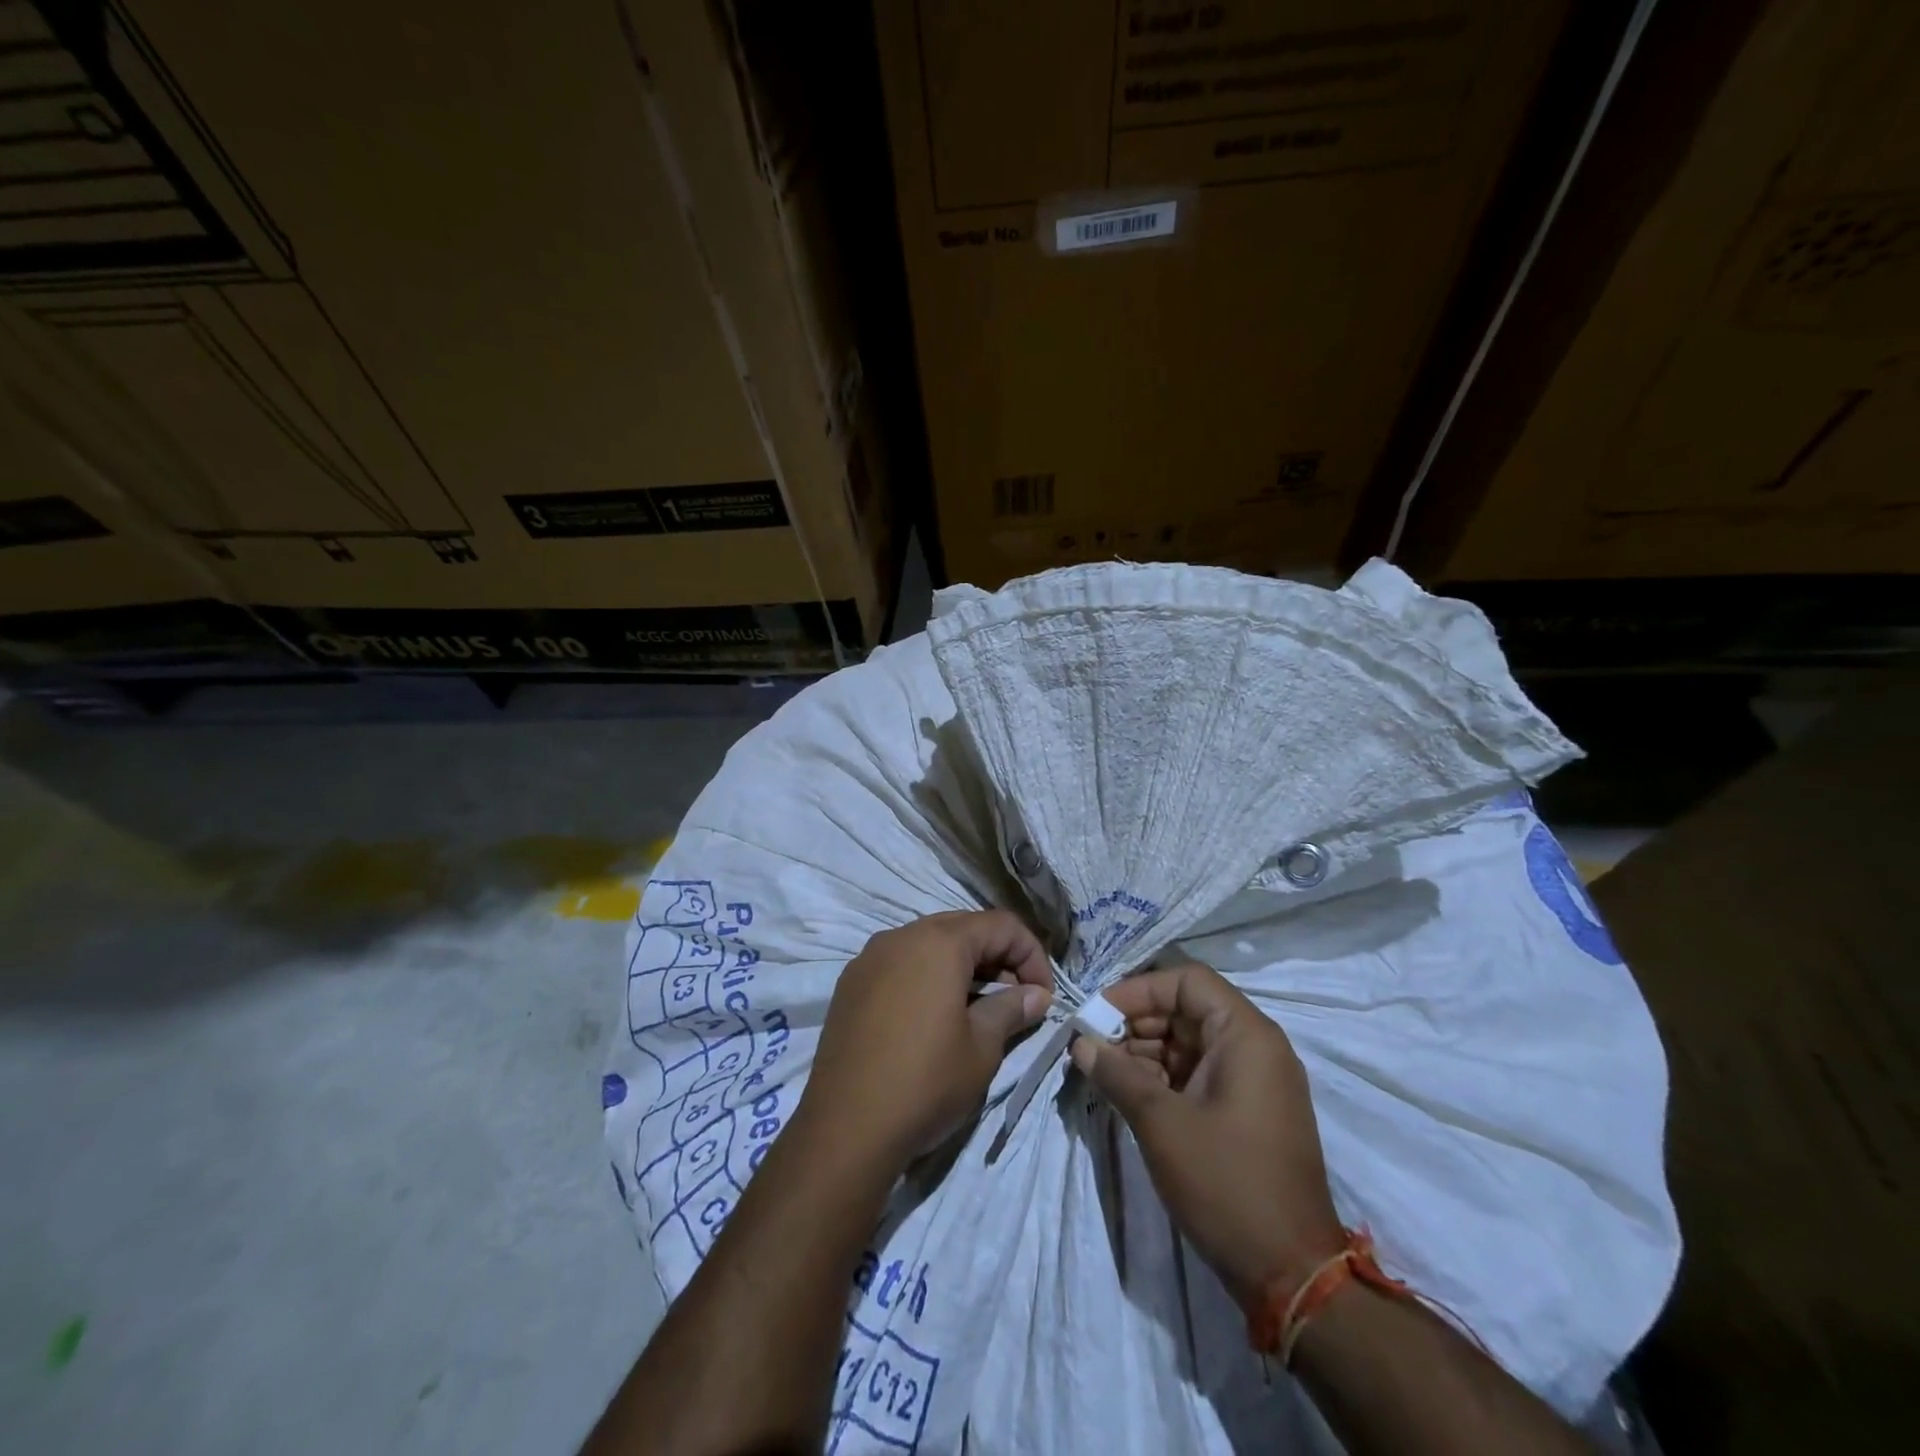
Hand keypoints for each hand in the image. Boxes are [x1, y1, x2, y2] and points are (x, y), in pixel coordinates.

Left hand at [801, 910, 1053, 1170]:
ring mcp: (869, 958)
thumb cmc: (925, 1082)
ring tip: (978, 1008)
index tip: (1043, 997)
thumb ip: (1011, 1009)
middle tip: (1016, 999)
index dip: (1032, 955)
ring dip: (962, 967)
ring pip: (928, 944)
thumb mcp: (982, 1048)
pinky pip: (900, 964)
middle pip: (963, 928)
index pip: (1001, 925)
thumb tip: (1035, 995)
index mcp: (939, 942)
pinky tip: (934, 1016)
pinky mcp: (850, 985)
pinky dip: (927, 977)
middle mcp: (901, 936)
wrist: (844, 1129)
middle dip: (997, 957)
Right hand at [1070, 960, 1343, 1303]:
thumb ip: (1116, 1073)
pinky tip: (1131, 1095)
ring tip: (1106, 1073)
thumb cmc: (1226, 1183)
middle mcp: (1257, 1047)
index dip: (1138, 990)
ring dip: (1147, 1052)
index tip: (1098, 1014)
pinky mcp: (1250, 1112)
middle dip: (1137, 1023)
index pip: (1187, 982)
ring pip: (1191, 1043)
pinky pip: (1201, 1074)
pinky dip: (1166, 1077)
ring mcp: (1256, 1081)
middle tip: (1094, 1047)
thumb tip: (1080, 1043)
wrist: (1293, 1275)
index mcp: (1246, 1035)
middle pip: (1188, 1010)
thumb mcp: (1160, 1123)